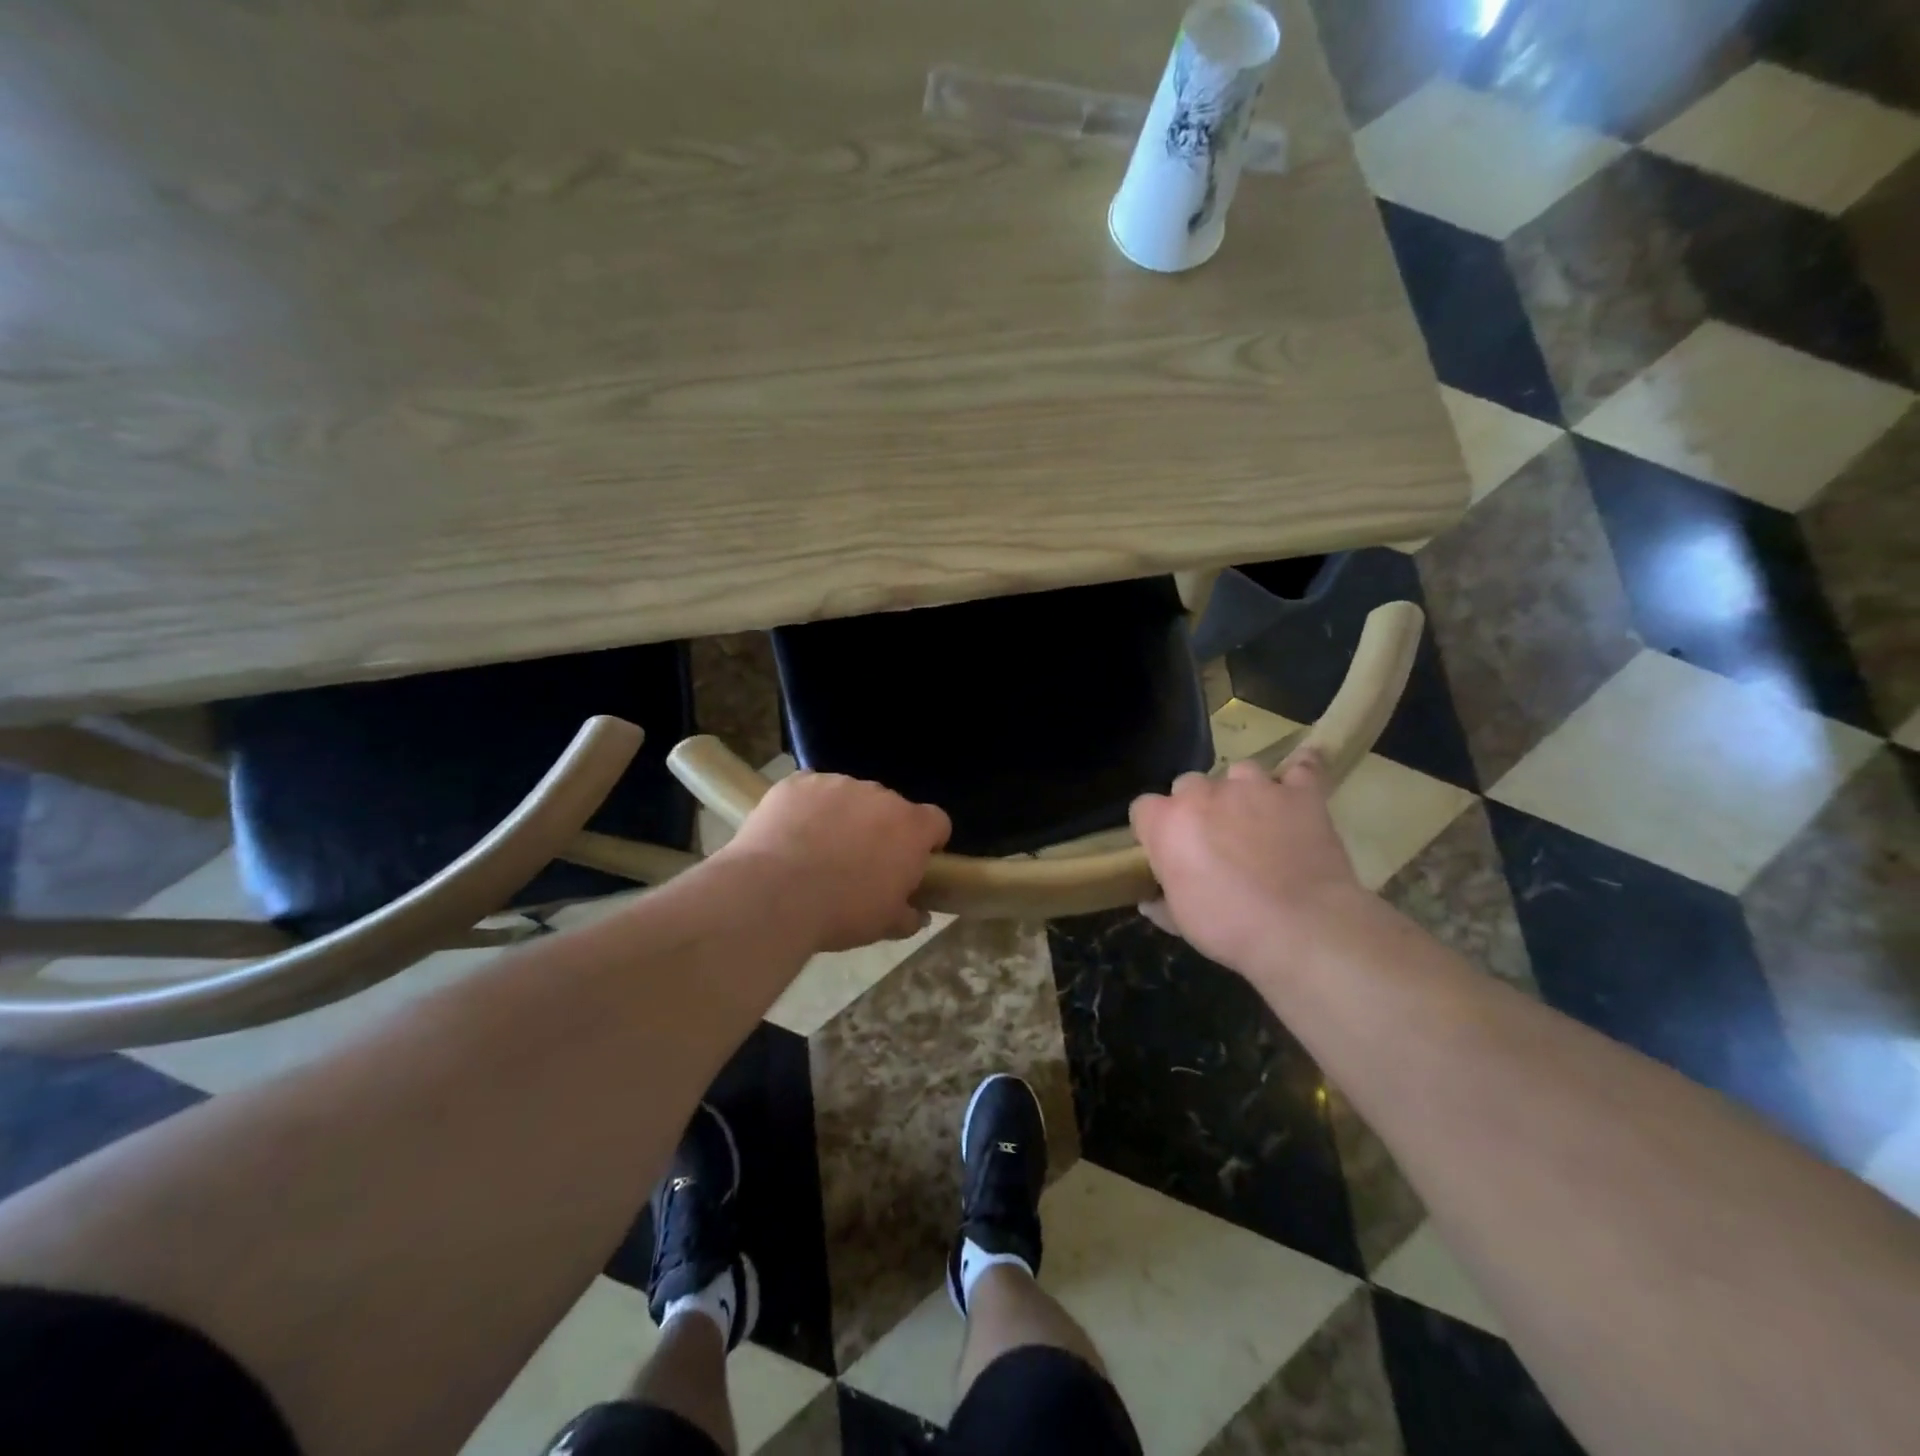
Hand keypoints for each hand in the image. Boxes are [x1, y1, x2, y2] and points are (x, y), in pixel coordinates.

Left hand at [719, 771, 951, 952]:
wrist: (774, 895)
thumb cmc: (841, 912)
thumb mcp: (884, 925)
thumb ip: (908, 915)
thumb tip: (917, 914)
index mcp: (910, 828)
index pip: (936, 822)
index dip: (928, 841)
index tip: (914, 861)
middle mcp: (879, 796)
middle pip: (890, 807)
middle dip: (881, 830)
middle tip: (860, 863)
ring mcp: (837, 784)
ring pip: (849, 797)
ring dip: (843, 816)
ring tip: (818, 850)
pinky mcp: (799, 782)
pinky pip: (810, 791)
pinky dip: (806, 808)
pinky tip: (789, 836)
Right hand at [1129, 752, 1372, 978]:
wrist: (1302, 930)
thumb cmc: (1229, 928)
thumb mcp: (1181, 921)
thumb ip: (1162, 902)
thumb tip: (1150, 901)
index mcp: (1167, 823)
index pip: (1143, 808)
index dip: (1154, 829)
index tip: (1166, 850)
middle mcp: (1204, 794)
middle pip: (1188, 784)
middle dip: (1196, 806)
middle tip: (1212, 839)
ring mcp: (1254, 788)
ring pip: (1239, 772)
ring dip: (1242, 791)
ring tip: (1255, 817)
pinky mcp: (1300, 794)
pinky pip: (1302, 768)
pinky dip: (1300, 773)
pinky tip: (1300, 783)